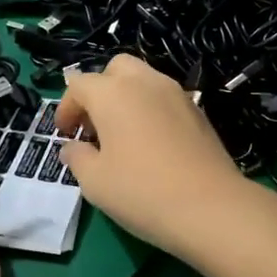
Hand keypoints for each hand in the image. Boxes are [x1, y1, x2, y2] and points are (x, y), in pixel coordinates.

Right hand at [56, 55, 271, 261]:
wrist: (211, 207)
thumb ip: (77, 157)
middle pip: (115, 69)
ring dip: (126, 98)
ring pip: (143, 80)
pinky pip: (164, 98)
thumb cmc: (142, 191)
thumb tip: (73, 147)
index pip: (79, 85)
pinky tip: (152, 145)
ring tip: (122, 136)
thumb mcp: (94, 181)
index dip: (66, 108)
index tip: (65, 135)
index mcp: (112, 93)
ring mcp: (176, 93)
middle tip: (94, 126)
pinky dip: (151, 110)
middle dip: (99, 91)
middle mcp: (144, 82)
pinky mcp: (198, 110)